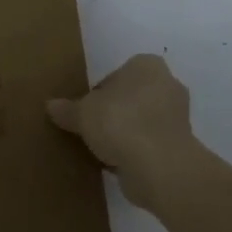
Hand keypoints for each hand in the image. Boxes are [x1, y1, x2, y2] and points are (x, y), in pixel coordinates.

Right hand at [48, 53, 196, 208]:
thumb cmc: (119, 122)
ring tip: (104, 150)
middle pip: (132, 97)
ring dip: (128, 133)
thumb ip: (67, 109)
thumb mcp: (82, 114)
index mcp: (146, 65)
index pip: (117, 74)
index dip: (99, 92)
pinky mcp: (181, 146)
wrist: (158, 166)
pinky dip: (138, 152)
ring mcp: (178, 117)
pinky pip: (152, 144)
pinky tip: (119, 165)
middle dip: (116, 112)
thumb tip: (50, 106)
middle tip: (94, 129)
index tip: (87, 111)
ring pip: (143, 121)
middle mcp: (167, 84)